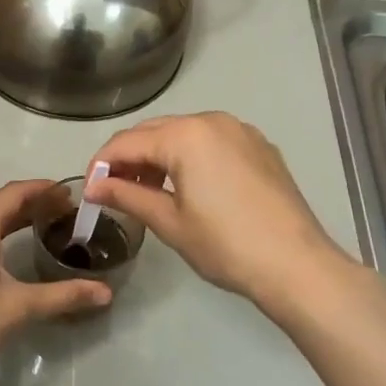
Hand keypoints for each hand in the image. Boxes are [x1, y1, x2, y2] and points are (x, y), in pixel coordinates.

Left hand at [0, 180, 111, 378]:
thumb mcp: (19, 306)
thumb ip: (63, 295)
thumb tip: (106, 293)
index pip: (14, 193)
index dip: (44, 189)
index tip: (72, 192)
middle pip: (2, 206)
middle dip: (35, 205)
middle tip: (70, 212)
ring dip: (19, 221)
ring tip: (51, 227)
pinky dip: (3, 237)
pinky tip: (19, 252)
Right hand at [87, 112, 352, 306]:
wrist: (297, 265)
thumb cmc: (226, 245)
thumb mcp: (169, 222)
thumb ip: (127, 197)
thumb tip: (94, 187)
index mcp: (186, 135)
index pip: (127, 142)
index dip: (101, 165)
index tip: (88, 192)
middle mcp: (212, 120)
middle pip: (155, 131)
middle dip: (129, 158)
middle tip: (113, 192)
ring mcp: (240, 131)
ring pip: (184, 134)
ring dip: (159, 156)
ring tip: (147, 191)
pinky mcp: (260, 146)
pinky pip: (211, 142)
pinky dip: (190, 157)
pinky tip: (187, 186)